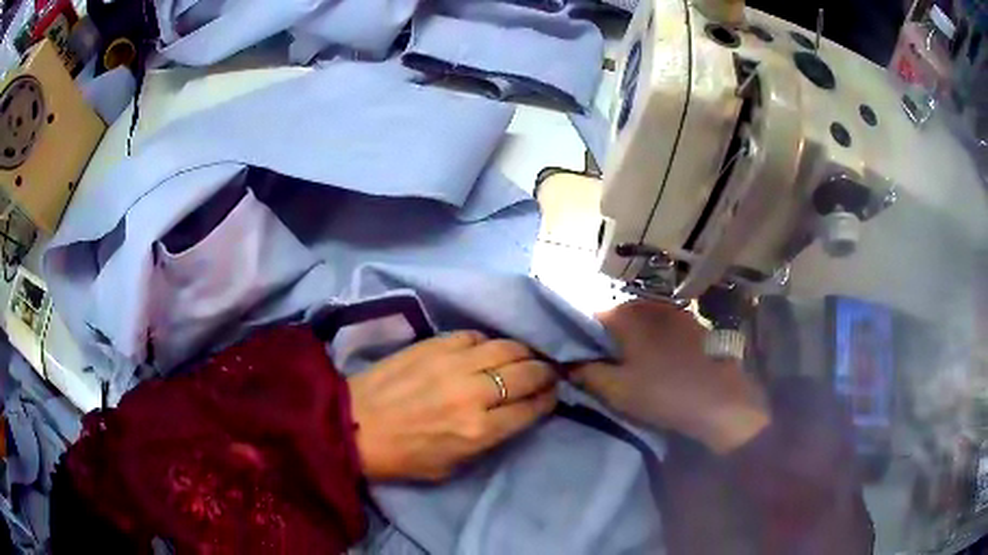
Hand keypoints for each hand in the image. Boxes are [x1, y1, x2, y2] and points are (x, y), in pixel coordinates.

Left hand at [348, 332, 556, 480]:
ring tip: (525, 357)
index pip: (531, 407)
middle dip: (546, 372)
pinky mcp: (434, 344)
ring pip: (506, 347)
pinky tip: (487, 349)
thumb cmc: (402, 456)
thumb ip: (487, 440)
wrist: (353, 424)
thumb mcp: (452, 466)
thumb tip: (512, 416)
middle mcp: (474, 393)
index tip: (553, 394)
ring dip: (523, 352)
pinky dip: (487, 342)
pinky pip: (474, 336)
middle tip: (547, 372)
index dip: (549, 399)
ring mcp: (454, 363)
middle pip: (527, 373)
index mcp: (479, 430)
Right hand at [570, 301, 768, 453]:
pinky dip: (653, 340)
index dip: (581, 342)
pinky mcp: (693, 323)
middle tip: (606, 370)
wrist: (720, 402)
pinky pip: (662, 327)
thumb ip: (585, 373)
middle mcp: (649, 304)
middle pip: (615, 319)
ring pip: (640, 322)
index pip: (589, 320)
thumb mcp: (616, 390)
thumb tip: (566, 363)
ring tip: (632, 368)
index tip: (581, 364)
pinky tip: (659, 363)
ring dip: (631, 341)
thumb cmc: (663, 394)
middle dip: (607, 341)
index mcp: (626, 315)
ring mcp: (675, 311)